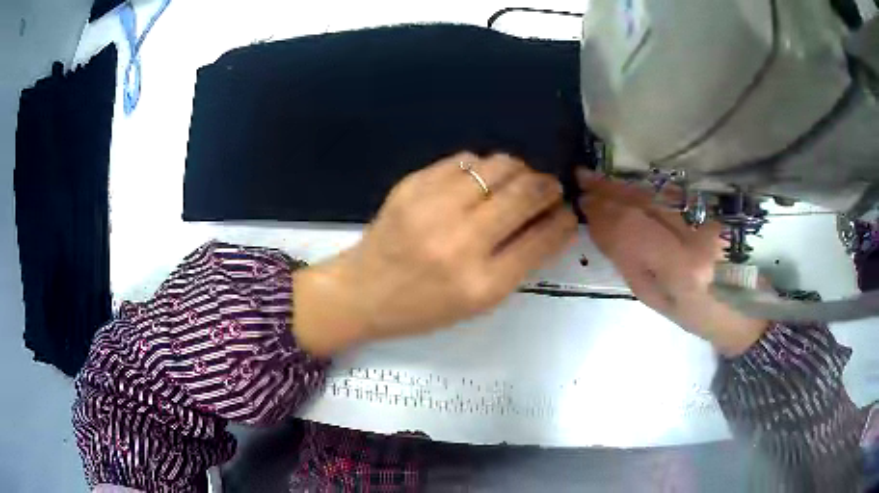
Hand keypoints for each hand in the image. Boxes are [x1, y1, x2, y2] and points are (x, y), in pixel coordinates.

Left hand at [293, 153, 577, 355]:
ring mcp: (433, 207)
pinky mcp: (413, 184)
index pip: (542, 238)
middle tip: (549, 189)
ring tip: (517, 182)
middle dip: (548, 186)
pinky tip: (481, 181)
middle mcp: (461, 241)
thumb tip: (552, 221)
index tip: (568, 212)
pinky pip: (466, 160)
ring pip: (499, 166)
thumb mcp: (478, 302)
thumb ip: (519, 262)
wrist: (364, 291)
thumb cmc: (424, 307)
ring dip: (519, 171)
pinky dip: (483, 167)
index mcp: (482, 283)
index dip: (564, 220)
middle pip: (526, 193)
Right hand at [577, 170, 768, 356]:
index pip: (632, 229)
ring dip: (624, 186)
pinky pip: (671, 197)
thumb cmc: (696, 316)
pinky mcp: (713, 214)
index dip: (604, 213)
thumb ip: (628, 261)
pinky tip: (629, 186)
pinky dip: (645, 190)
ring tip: (598, 179)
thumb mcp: (656, 299)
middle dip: (609, 192)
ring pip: (657, 195)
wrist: (742, 311)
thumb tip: (602, 227)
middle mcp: (697, 236)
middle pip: (644, 204)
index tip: (583, 204)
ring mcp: (707, 220)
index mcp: (681, 269)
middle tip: (582, 180)